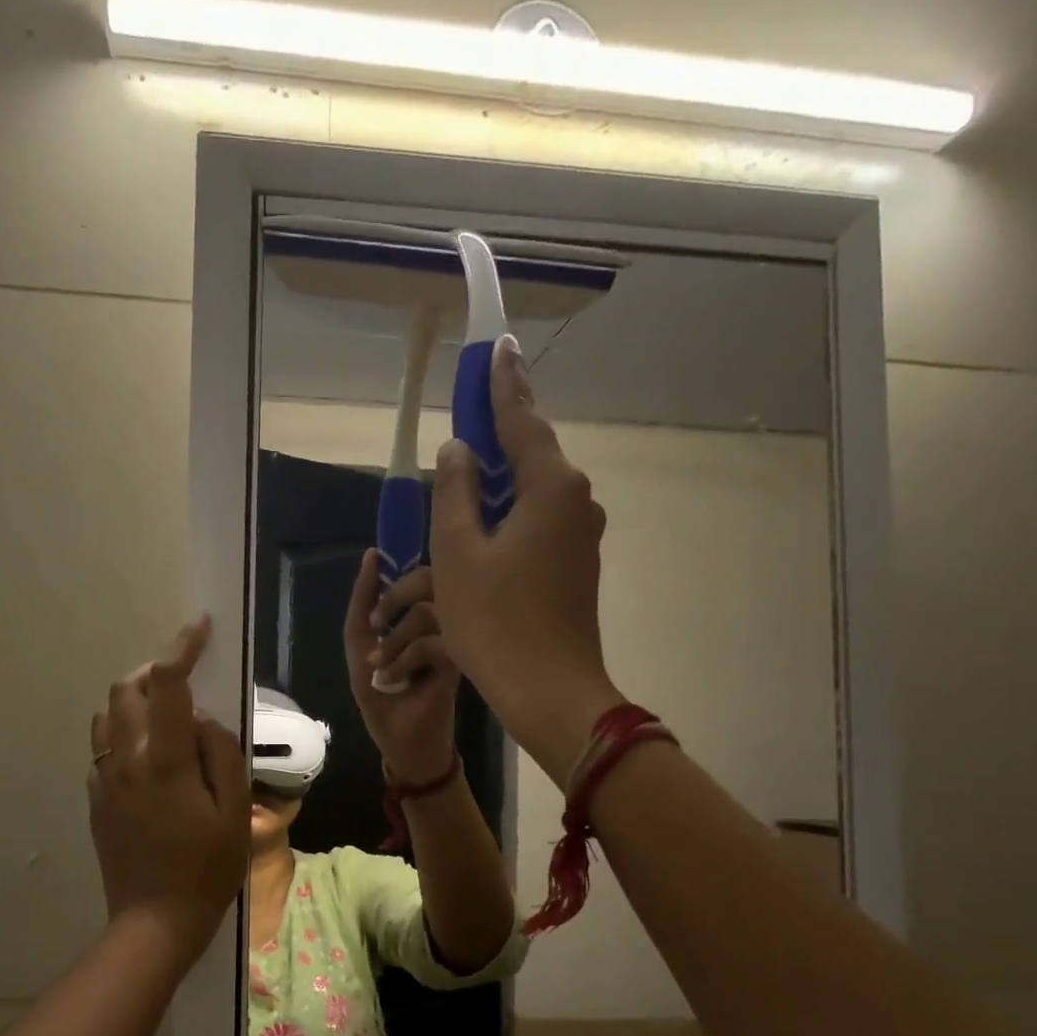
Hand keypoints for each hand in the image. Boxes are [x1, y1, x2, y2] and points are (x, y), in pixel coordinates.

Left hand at [89, 616, 249, 960]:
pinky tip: (149, 757)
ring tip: (165, 716)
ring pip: (107, 715)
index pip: (168, 684)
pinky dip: (124, 733)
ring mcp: (104, 779)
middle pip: (126, 689)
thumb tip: (202, 719)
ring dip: (134, 701)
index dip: (182, 647)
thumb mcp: (234, 812)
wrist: (154, 920)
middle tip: (183, 681)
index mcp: (164, 760)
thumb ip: (221, 754)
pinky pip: (103, 747)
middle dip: (153, 671)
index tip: (199, 626)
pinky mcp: (96, 799)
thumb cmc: (206, 868)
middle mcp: (126, 760)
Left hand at [343, 549, 459, 782]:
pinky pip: (434, 642)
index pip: (414, 576)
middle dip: (392, 599)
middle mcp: (442, 623)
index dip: (391, 574)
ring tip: (380, 666)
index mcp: (422, 617)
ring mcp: (454, 642)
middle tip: (376, 624)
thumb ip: (361, 611)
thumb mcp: (361, 654)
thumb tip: (371, 556)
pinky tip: (395, 678)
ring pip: (426, 613)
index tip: (375, 565)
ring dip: (394, 638)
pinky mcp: (460, 664)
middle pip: (426, 582)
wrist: (408, 748)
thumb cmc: (386, 703)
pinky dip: (407, 657)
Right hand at [429, 335, 622, 785]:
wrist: (548, 689)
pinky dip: (508, 514)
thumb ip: (455, 492)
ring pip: (532, 492)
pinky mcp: (575, 564)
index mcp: (550, 486)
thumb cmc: (495, 619)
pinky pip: (538, 521)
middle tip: (467, 414)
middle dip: (497, 435)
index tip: (498, 345)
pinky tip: (482, 528)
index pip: (521, 420)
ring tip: (463, 478)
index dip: (502, 384)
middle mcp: (576, 500)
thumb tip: (459, 451)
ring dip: (498, 482)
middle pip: (530, 454)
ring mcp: (581, 535)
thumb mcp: (458, 552)